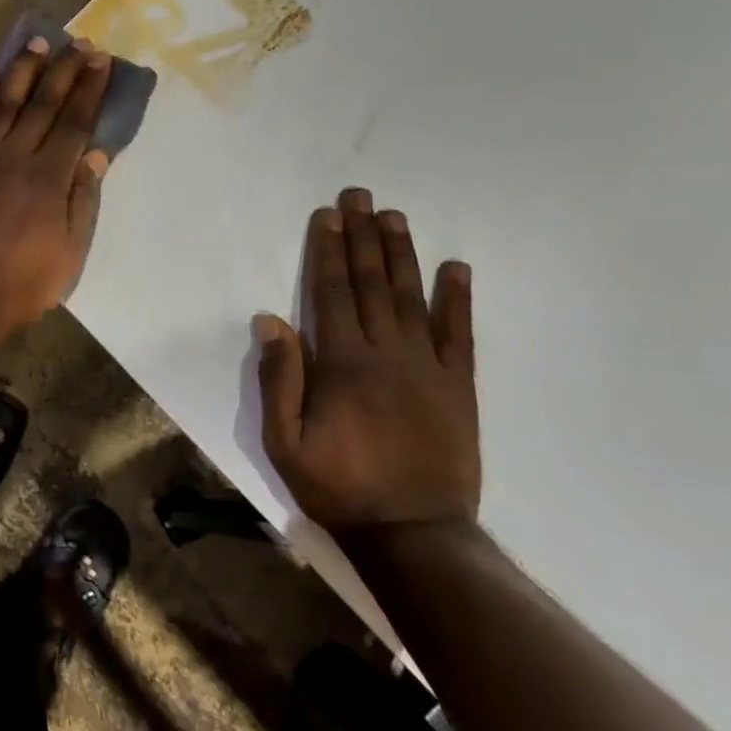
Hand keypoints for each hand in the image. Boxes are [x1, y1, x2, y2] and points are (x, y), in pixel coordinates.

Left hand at [0, 36, 111, 338]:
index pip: (74, 123)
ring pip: (4, 106)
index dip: (89, 89)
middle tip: (78, 43)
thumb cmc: (20, 285)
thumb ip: (82, 201)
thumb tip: (95, 155)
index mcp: (48, 180)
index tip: (101, 60)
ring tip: (37, 43)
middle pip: (42, 105)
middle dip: (63, 71)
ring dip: (22, 72)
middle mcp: (15, 159)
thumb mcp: (68, 254)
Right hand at [255, 187, 479, 531]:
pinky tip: (456, 268)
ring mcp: (428, 368)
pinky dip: (458, 299)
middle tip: (360, 196)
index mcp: (342, 364)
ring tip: (394, 217)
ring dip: (402, 254)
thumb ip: (279, 379)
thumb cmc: (339, 486)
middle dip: (362, 237)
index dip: (328, 251)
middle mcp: (387, 354)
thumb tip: (270, 320)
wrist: (414, 534)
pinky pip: (460, 335)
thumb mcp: (284, 442)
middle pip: (371, 284)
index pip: (332, 293)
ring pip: (412, 298)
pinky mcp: (459, 387)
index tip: (328, 215)